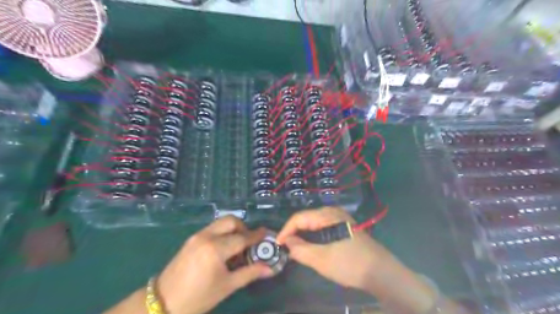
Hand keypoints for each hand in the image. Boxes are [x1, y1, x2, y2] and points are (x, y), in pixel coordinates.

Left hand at [156, 215, 274, 313]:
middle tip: (249, 242)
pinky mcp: (191, 239)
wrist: (163, 302)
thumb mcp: (227, 286)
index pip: (242, 238)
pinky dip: (222, 232)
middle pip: (231, 221)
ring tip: (236, 246)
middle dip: (243, 227)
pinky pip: (212, 228)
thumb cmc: (198, 297)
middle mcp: (207, 236)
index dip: (256, 236)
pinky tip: (223, 248)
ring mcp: (197, 236)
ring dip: (233, 229)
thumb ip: (250, 273)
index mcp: (216, 249)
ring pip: (221, 222)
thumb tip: (270, 268)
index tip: (266, 233)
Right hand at [276, 206, 389, 291]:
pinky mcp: (344, 226)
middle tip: (285, 248)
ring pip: (314, 223)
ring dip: (303, 234)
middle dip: (294, 232)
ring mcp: (340, 218)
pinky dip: (313, 236)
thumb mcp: (321, 259)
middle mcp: (333, 212)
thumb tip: (287, 242)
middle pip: (306, 218)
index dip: (285, 230)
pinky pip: (323, 227)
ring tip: (295, 248)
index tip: (277, 245)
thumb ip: (300, 250)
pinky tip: (311, 246)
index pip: (299, 218)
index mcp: (327, 215)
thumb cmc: (349, 264)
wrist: (381, 272)